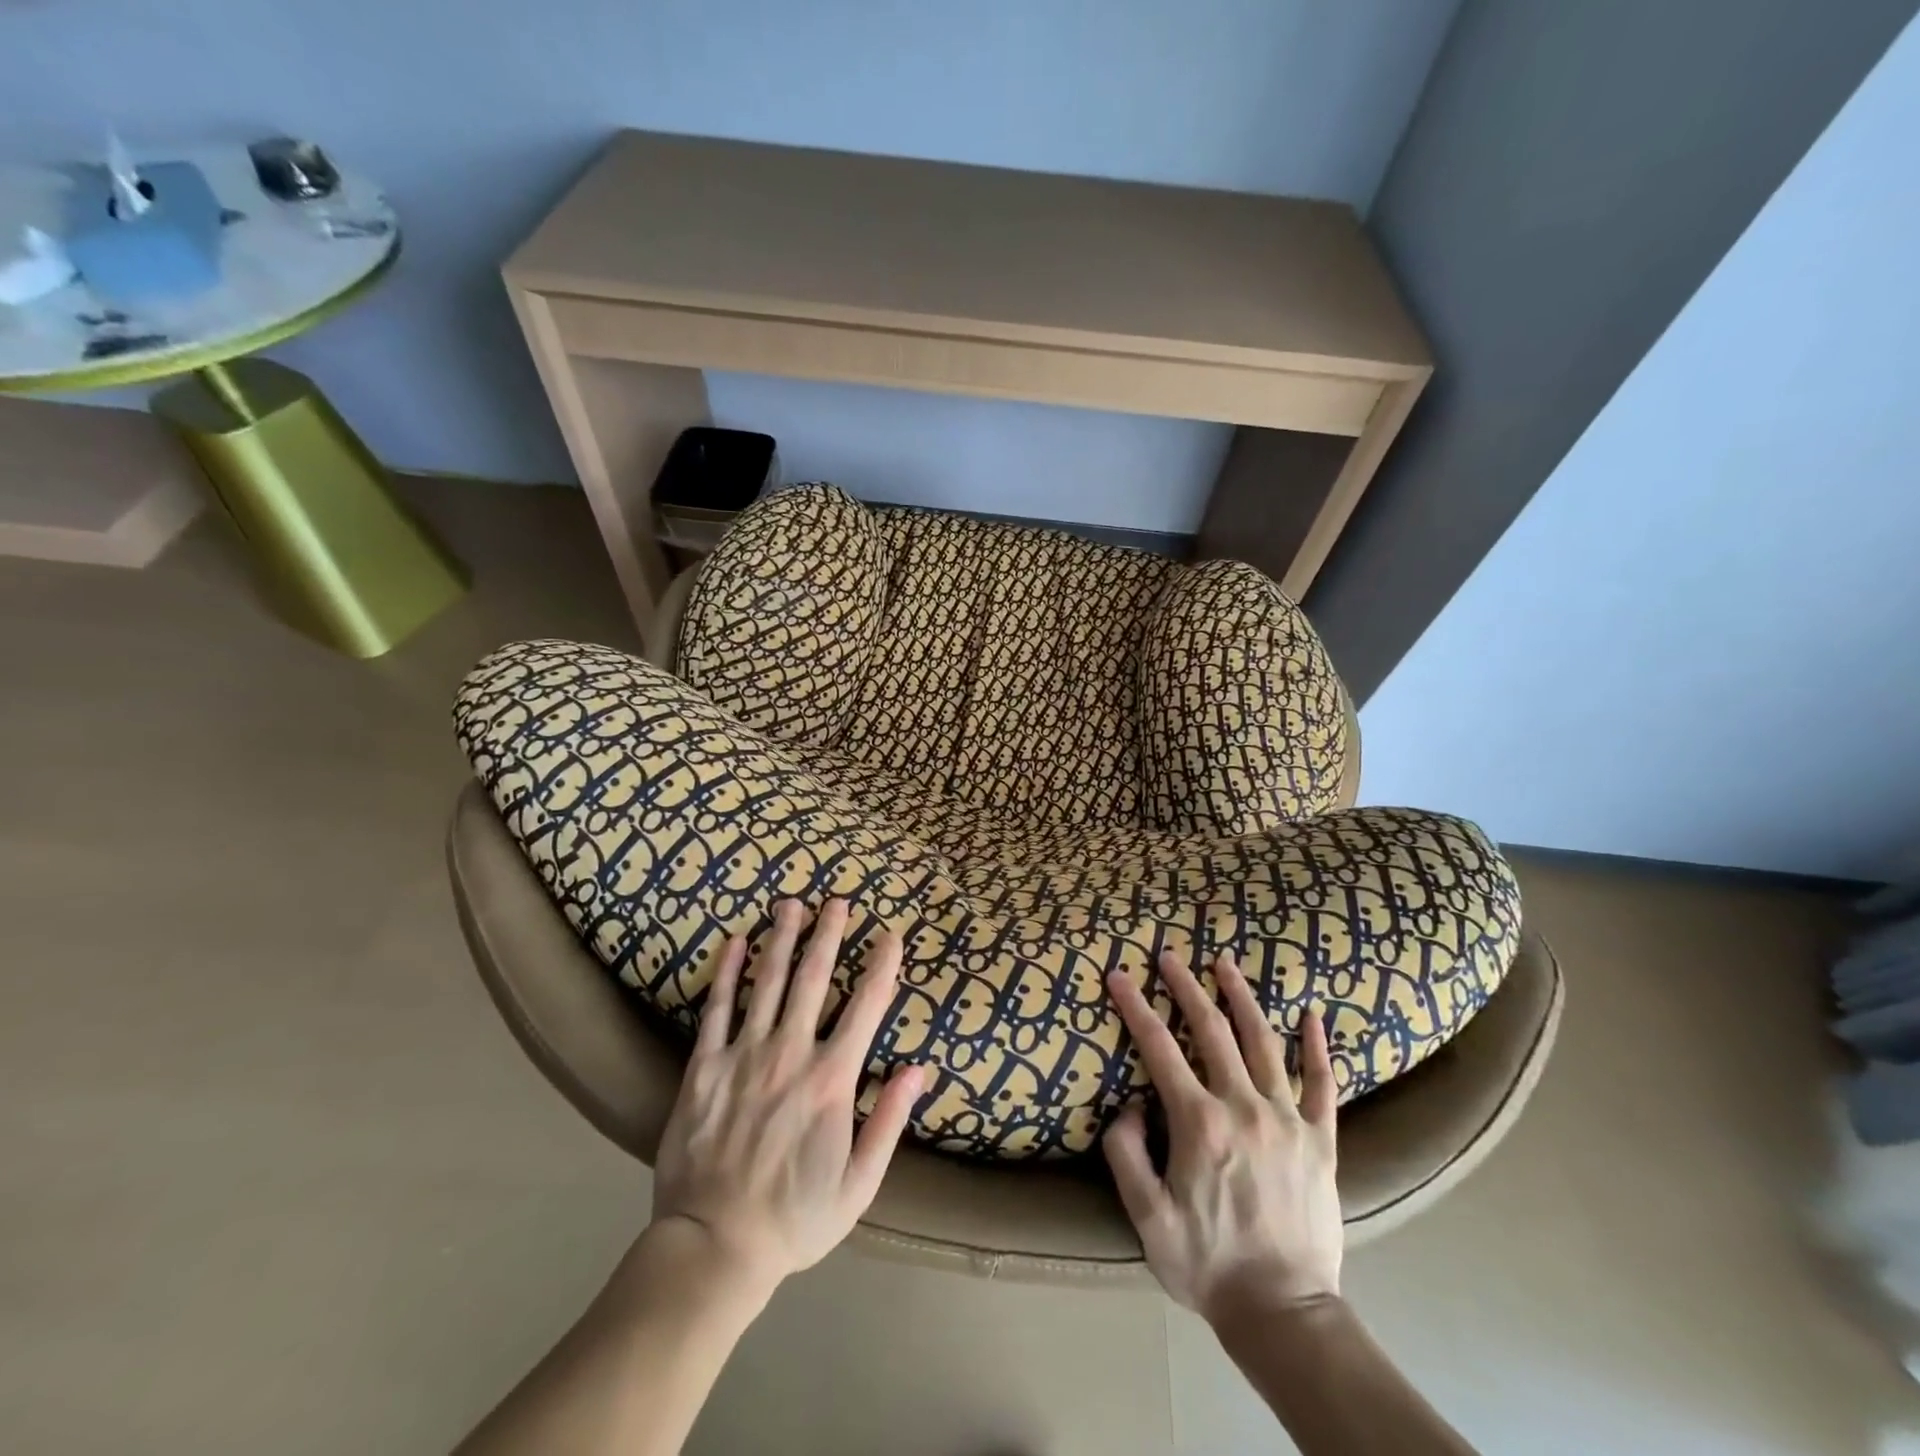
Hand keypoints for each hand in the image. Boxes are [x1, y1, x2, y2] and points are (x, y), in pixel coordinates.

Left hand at [649, 899, 923, 1298]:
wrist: (713, 1248)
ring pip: (767, 982)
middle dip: (829, 934)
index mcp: (831, 1080)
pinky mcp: (703, 1068)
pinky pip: (717, 1009)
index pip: (865, 1007)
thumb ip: (890, 1120)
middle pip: (813, 979)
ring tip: (791, 903)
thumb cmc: (795, 1218)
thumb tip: (919, 1068)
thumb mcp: (859, 1183)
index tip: (891, 935)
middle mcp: (790, 1054)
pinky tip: (735, 941)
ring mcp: (743, 1056)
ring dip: (782, 938)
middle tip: (838, 899)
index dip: (882, 966)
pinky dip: (727, 972)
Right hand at [1103, 951, 1341, 1321]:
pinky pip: (1322, 1084)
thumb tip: (1131, 1105)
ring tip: (1226, 964)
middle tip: (1169, 956)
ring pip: (1264, 1042)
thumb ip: (1126, 1152)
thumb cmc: (1207, 1264)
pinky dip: (1317, 1046)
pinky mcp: (1322, 1140)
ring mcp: (1288, 1120)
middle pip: (1212, 1030)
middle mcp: (1244, 1107)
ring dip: (1242, 998)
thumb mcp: (1146, 1216)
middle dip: (1186, 987)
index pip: (1159, 1048)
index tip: (1118, 976)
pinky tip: (1312, 1014)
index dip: (1135, 1007)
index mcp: (1200, 1123)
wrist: (1284, 1314)